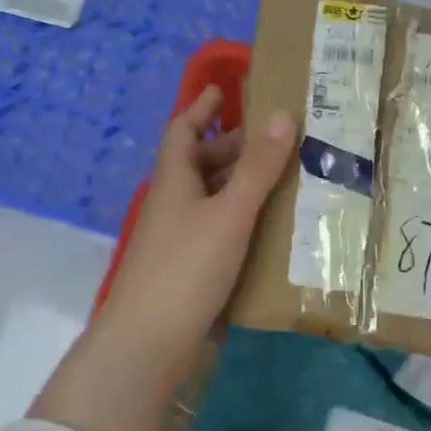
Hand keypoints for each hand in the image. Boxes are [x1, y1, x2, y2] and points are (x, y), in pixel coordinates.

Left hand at [98, 85, 296, 367]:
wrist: (149, 341)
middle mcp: (172, 203)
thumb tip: (281, 115)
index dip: (201, 108)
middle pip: (198, 163)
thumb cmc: (187, 267)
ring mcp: (175, 238)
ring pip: (209, 198)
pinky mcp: (185, 268)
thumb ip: (257, 168)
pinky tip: (267, 228)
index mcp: (174, 180)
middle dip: (231, 147)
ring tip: (282, 180)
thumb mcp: (229, 214)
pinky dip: (238, 219)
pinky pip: (215, 229)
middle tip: (274, 140)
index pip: (183, 130)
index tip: (223, 89)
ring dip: (238, 184)